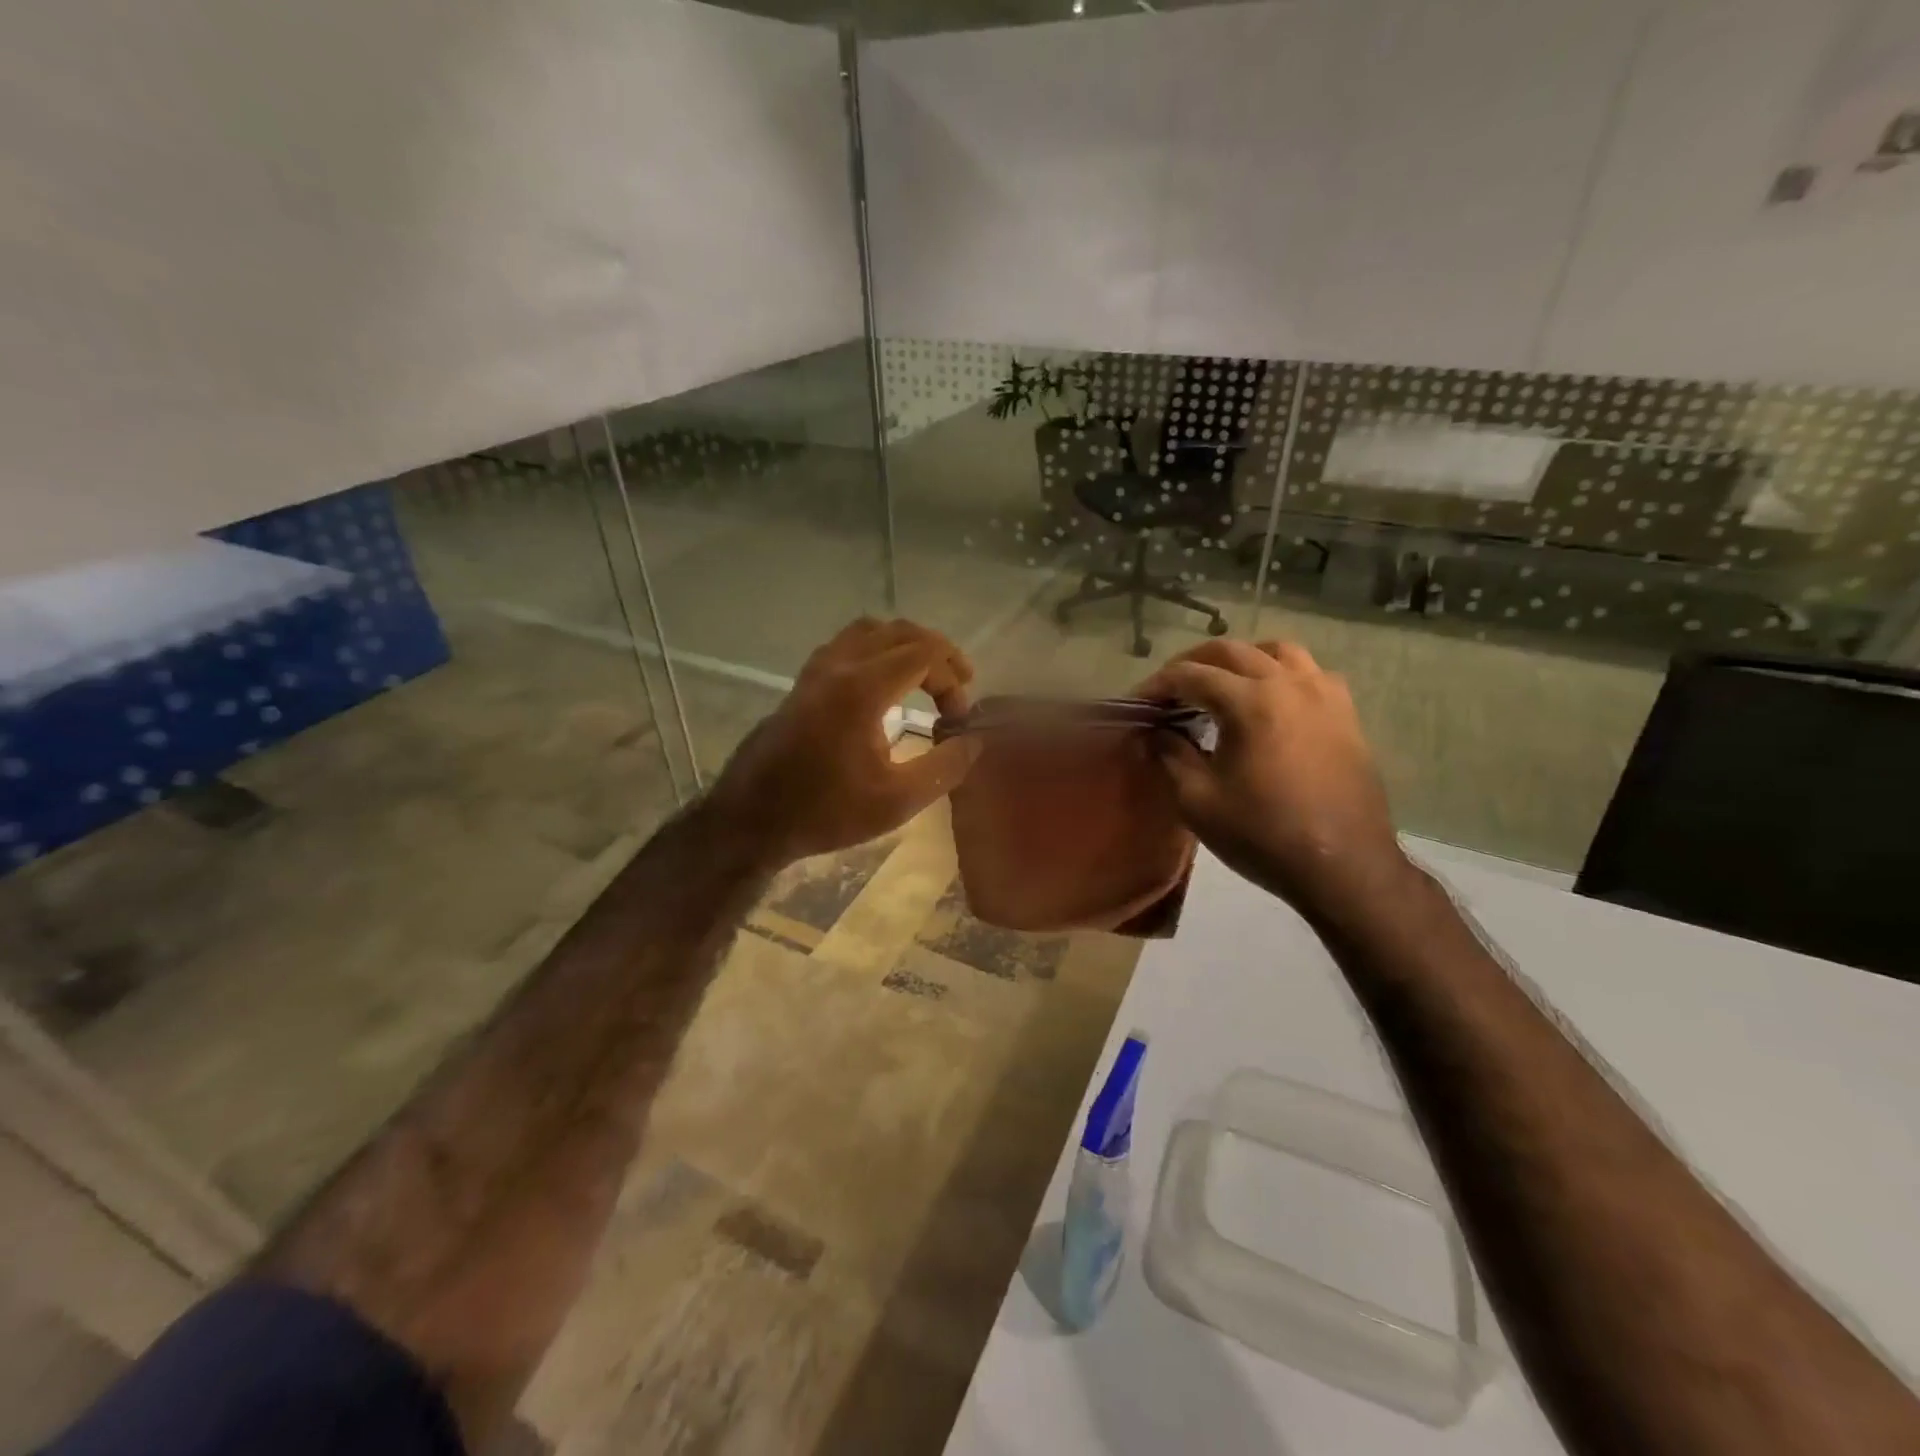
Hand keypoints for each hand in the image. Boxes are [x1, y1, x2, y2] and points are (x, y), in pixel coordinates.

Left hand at [709, 618, 981, 867]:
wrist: (752, 819)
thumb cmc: (825, 812)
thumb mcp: (897, 801)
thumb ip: (944, 767)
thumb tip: (973, 741)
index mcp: (862, 689)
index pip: (923, 655)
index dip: (952, 678)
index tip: (957, 719)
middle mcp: (838, 667)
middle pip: (900, 632)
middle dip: (937, 653)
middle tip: (960, 683)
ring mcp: (816, 671)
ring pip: (870, 631)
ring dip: (905, 645)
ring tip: (926, 675)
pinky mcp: (803, 682)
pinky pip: (847, 645)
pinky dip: (877, 650)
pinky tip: (884, 683)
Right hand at [1135, 640, 1414, 926]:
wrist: (1343, 867)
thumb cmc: (1264, 835)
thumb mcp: (1198, 800)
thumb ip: (1172, 755)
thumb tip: (1157, 732)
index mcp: (1251, 702)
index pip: (1191, 675)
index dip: (1157, 685)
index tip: (1137, 703)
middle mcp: (1290, 684)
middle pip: (1233, 651)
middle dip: (1194, 663)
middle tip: (1169, 689)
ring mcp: (1325, 695)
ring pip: (1278, 651)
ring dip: (1242, 659)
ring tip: (1222, 683)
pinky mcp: (1346, 715)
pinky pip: (1311, 673)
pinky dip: (1281, 674)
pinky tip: (1270, 701)